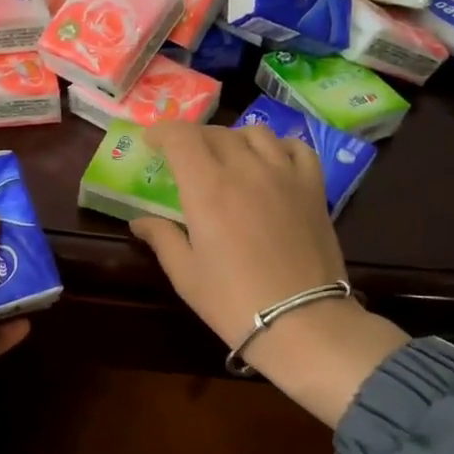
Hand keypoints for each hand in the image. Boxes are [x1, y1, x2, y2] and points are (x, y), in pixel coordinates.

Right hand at [130, 122, 408, 427]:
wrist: (302, 321)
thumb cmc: (234, 301)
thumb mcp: (186, 275)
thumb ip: (162, 238)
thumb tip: (140, 222)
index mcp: (207, 188)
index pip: (181, 138)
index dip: (162, 132)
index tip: (151, 142)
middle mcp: (246, 169)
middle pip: (215, 133)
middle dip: (192, 139)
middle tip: (182, 158)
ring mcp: (284, 175)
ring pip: (255, 133)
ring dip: (232, 138)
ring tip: (226, 157)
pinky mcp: (313, 188)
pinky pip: (297, 148)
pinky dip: (277, 146)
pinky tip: (270, 161)